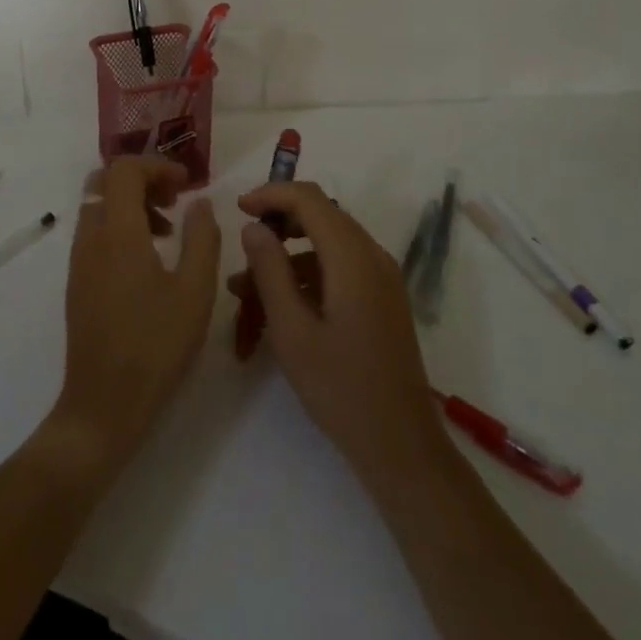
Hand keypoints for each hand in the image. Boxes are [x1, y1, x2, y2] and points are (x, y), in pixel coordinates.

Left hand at [49, 157, 220, 470]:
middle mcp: (91, 237)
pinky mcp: (77, 282)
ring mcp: (79, 261)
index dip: (157, 165)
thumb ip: (202, 237)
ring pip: (98, 206)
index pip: (125, 169)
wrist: (103, 406)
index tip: (187, 184)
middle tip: (175, 199)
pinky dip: (119, 227)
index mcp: (118, 232)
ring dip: (131, 203)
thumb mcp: (195, 291)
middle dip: (142, 179)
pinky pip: (94, 232)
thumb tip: (199, 202)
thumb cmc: (155, 346)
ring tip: (168, 232)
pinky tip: (148, 261)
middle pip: (105, 180)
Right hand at [228, 180, 444, 487]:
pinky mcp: (384, 297)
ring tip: (248, 288)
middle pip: (321, 215)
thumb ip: (270, 271)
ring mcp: (382, 276)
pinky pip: (342, 265)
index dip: (271, 194)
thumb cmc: (341, 389)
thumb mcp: (292, 331)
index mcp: (352, 256)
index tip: (238, 209)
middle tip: (243, 244)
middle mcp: (372, 255)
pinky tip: (282, 304)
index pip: (309, 198)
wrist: (402, 445)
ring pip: (329, 242)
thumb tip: (253, 227)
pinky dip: (309, 272)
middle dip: (278, 223)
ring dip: (289, 253)